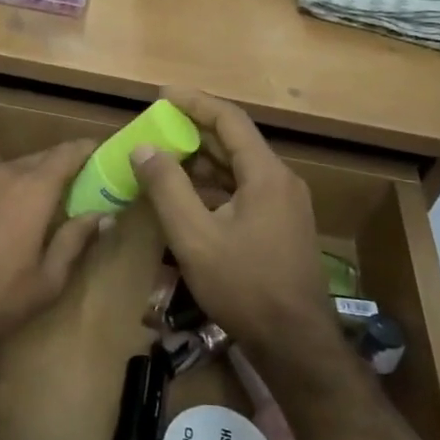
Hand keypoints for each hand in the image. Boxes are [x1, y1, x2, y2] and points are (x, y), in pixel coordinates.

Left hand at [0, 140, 106, 357]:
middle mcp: (2, 169)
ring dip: (21, 172)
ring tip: (23, 194)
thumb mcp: (47, 280)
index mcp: (34, 188)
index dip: (87, 149)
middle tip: (69, 185)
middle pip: (38, 157)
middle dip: (57, 167)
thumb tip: (102, 215)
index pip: (68, 153)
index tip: (100, 150)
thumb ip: (75, 240)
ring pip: (4, 162)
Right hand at [131, 92, 339, 361]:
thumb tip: (143, 147)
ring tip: (163, 158)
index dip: (195, 102)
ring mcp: (283, 206)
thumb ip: (167, 187)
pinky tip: (186, 197)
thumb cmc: (244, 286)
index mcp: (265, 175)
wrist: (295, 344)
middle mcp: (280, 181)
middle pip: (234, 142)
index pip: (229, 120)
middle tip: (155, 127)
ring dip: (201, 161)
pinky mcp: (280, 227)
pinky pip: (242, 192)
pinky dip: (212, 187)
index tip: (162, 95)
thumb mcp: (194, 236)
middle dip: (193, 131)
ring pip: (237, 169)